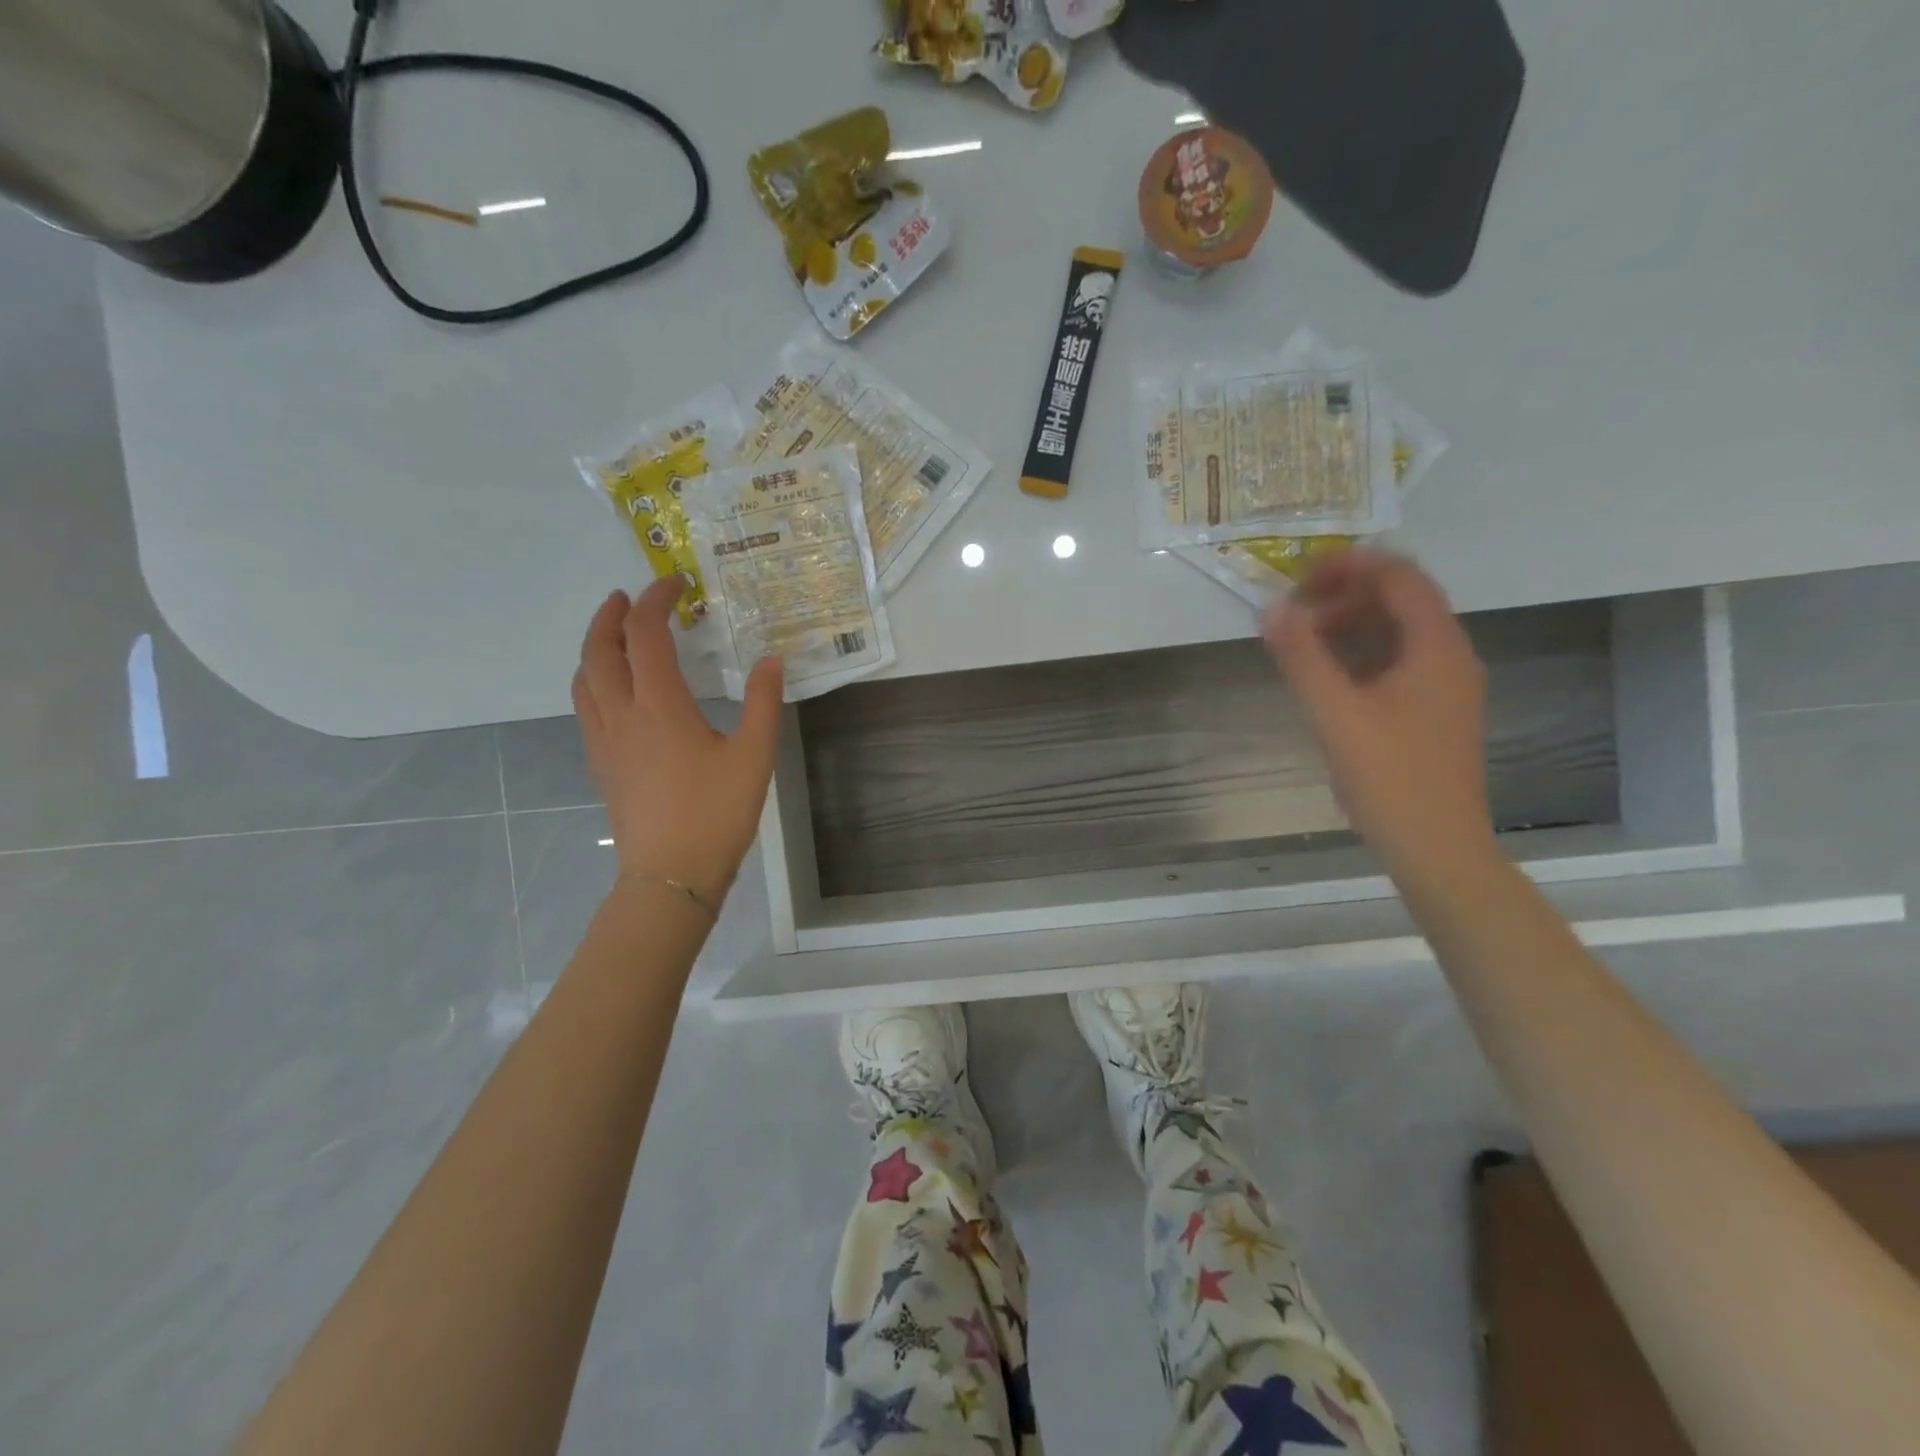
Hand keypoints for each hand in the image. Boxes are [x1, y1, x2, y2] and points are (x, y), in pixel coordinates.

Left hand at [573, 580, 782, 908]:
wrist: (670, 875)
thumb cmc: (716, 814)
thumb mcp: (754, 756)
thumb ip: (762, 703)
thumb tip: (771, 659)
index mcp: (659, 705)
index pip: (645, 633)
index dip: (655, 600)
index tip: (676, 584)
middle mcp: (621, 714)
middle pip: (599, 649)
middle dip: (610, 615)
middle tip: (627, 597)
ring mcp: (604, 741)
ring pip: (583, 678)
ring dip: (595, 647)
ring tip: (615, 636)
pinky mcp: (601, 764)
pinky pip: (585, 707)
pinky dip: (594, 681)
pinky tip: (615, 693)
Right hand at [1263, 549, 1494, 873]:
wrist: (1436, 846)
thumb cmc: (1388, 776)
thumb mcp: (1334, 713)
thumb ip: (1301, 656)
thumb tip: (1272, 607)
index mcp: (1436, 647)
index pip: (1399, 576)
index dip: (1351, 564)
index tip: (1300, 574)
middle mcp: (1451, 656)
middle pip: (1402, 600)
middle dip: (1346, 594)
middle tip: (1295, 611)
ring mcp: (1448, 687)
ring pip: (1400, 633)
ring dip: (1352, 625)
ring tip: (1303, 642)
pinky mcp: (1436, 713)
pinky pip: (1400, 663)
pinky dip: (1363, 654)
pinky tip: (1329, 679)